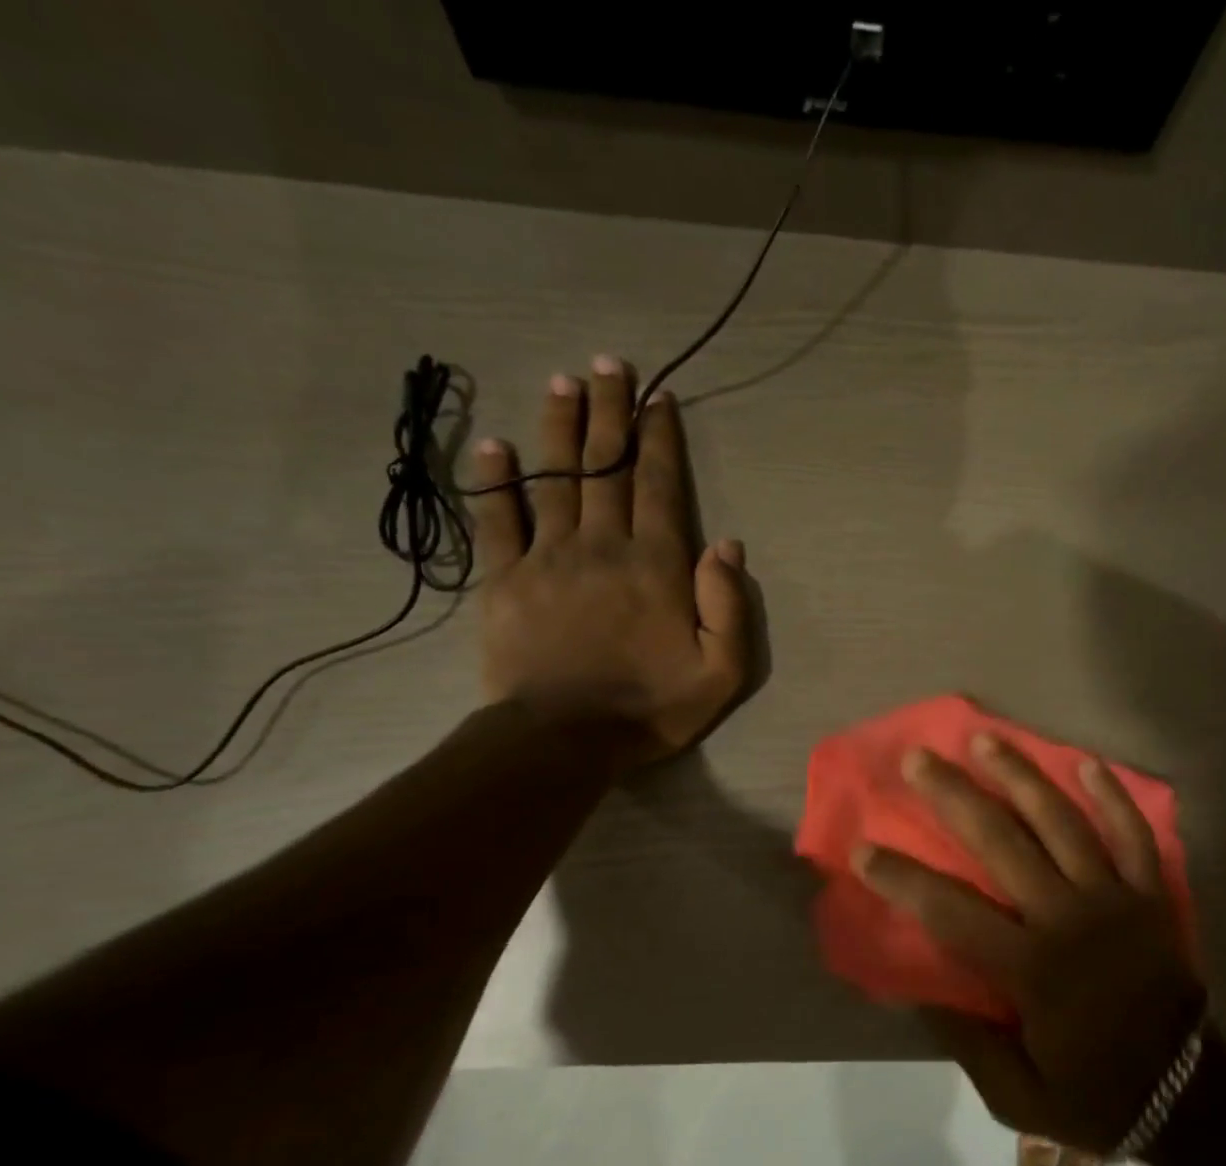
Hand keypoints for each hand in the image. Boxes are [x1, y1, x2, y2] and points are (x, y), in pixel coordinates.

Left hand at [469, 357, 750, 763]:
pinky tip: (496, 445)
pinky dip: (496, 480)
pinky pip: (497, 519)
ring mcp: (548, 559)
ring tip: (563, 383)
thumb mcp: (721, 671)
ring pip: (555, 478)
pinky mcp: (506, 580)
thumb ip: (729, 606)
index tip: (657, 397)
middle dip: (611, 412)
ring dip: (561, 428)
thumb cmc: (650, 708)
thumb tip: (727, 543)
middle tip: (609, 364)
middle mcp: (602, 546)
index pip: (659, 485)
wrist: (564, 740)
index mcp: (656, 565)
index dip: (659, 438)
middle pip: (606, 467)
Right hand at [853, 734, 1206, 1154]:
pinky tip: (1085, 762)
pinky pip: (1133, 835)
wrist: (1190, 1096)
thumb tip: (920, 990)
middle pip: (1002, 843)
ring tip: (985, 739)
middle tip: (918, 759)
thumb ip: (966, 1040)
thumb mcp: (1016, 1093)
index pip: (951, 911)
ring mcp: (1114, 899)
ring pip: (1061, 822)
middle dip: (954, 797)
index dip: (903, 879)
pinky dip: (1111, 796)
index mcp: (1031, 969)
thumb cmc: (1095, 1093)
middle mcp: (1068, 918)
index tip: (864, 849)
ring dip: (1020, 776)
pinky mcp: (1149, 895)